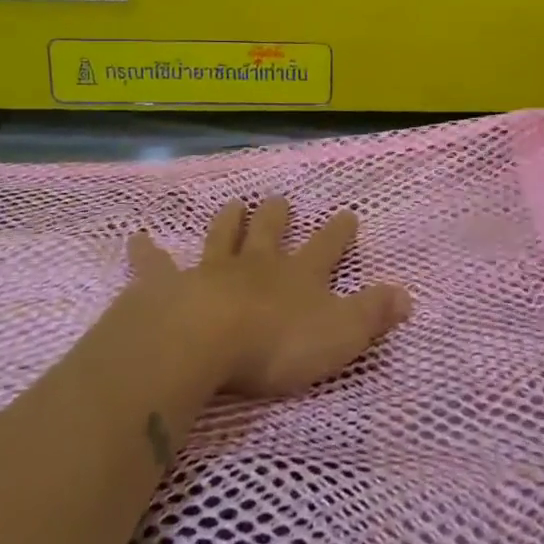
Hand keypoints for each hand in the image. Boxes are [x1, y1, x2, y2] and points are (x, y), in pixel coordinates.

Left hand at [127, 199, 412, 398]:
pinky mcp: (168, 285)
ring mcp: (211, 271)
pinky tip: (137, 238)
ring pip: (222, 236)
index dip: (339, 231)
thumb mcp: (340, 335)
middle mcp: (257, 265)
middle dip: (277, 215)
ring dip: (229, 220)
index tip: (347, 213)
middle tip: (280, 200)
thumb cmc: (276, 343)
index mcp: (298, 277)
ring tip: (234, 204)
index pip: (327, 248)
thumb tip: (407, 294)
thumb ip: (373, 314)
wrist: (203, 341)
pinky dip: (147, 252)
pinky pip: (155, 264)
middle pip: (269, 232)